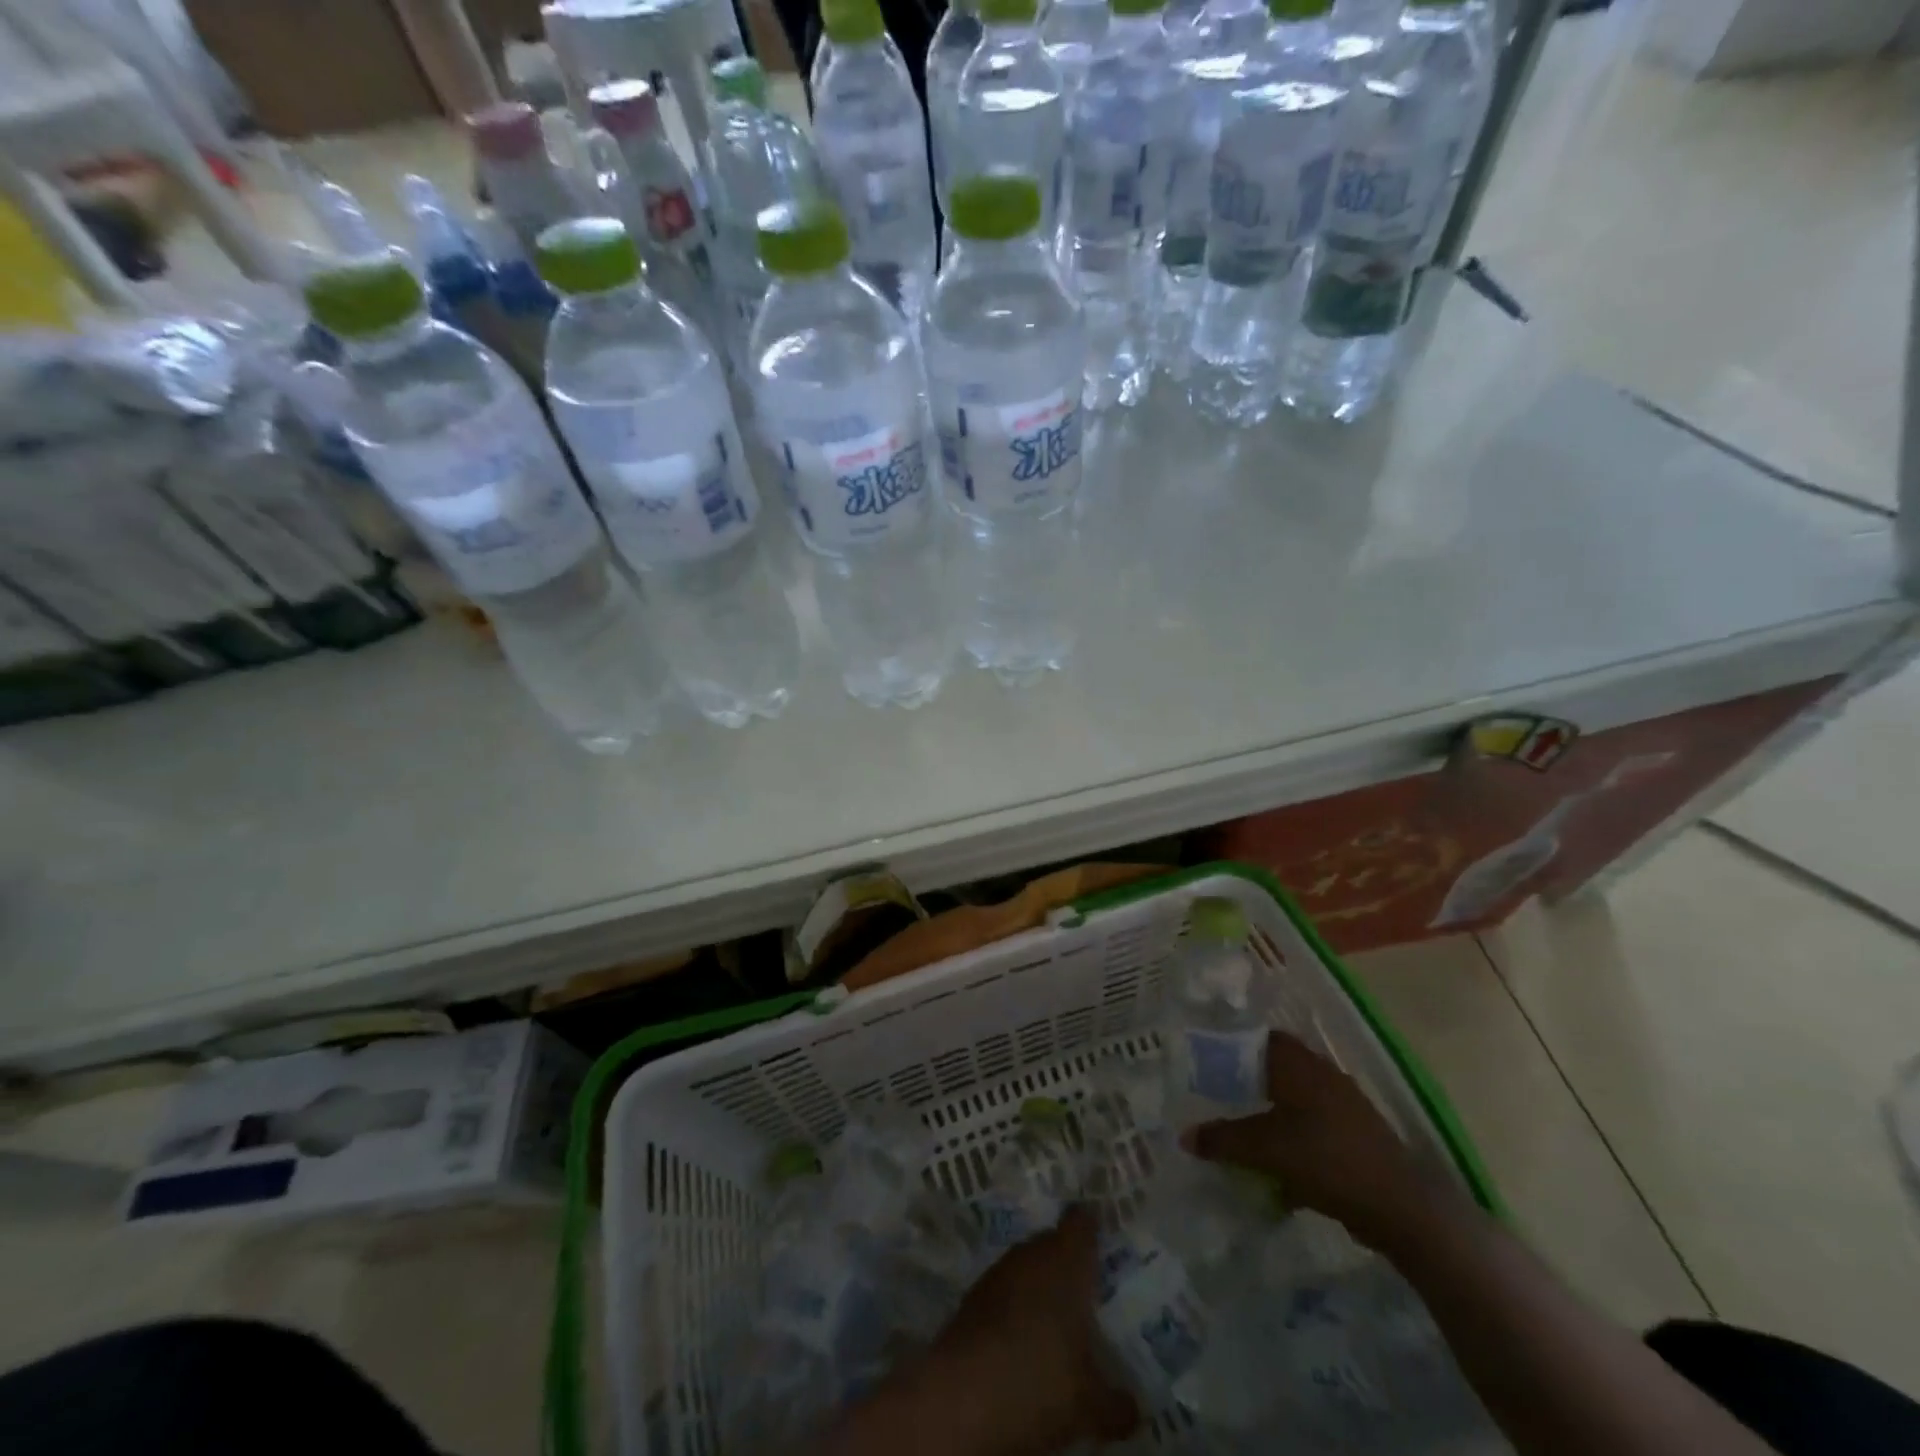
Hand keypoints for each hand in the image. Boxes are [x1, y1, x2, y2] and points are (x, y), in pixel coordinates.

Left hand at [927, 1207, 1137, 1454]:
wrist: (962, 1395)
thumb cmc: (1040, 1382)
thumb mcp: (1090, 1405)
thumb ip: (1116, 1403)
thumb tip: (1135, 1409)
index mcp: (1067, 1261)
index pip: (1082, 1223)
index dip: (1092, 1227)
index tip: (1103, 1237)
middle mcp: (1033, 1253)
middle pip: (1054, 1242)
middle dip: (1068, 1263)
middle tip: (1087, 1291)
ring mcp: (999, 1271)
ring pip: (1027, 1266)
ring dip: (1039, 1285)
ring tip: (1056, 1319)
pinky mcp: (974, 1295)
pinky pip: (1005, 1290)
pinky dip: (1015, 1306)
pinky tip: (1022, 1338)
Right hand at [1181, 1031, 1439, 1250]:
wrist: (1400, 1207)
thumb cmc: (1326, 1160)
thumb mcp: (1265, 1149)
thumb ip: (1223, 1139)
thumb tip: (1184, 1136)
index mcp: (1299, 1065)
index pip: (1258, 1038)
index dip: (1231, 1046)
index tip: (1206, 1063)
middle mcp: (1321, 1075)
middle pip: (1275, 1069)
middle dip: (1247, 1083)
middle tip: (1217, 1097)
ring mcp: (1343, 1105)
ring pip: (1294, 1099)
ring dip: (1270, 1113)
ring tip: (1242, 1133)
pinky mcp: (1355, 1136)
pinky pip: (1312, 1127)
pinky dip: (1292, 1138)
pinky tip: (1277, 1166)